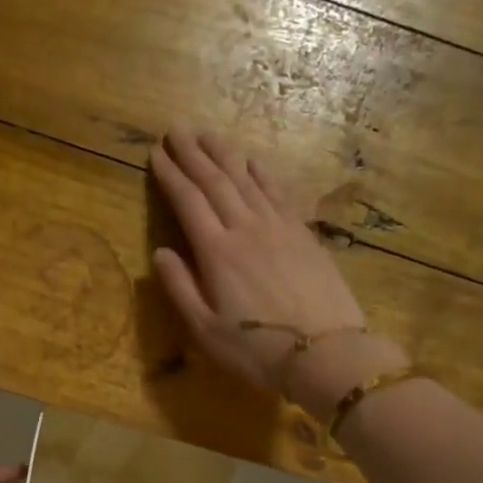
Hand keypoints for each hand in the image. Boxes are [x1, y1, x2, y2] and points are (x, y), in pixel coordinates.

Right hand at [149, 125, 405, 414]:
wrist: (326, 354)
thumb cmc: (258, 350)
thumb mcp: (206, 330)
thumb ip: (180, 289)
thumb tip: (160, 253)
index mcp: (217, 252)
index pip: (188, 202)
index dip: (170, 175)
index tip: (156, 152)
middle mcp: (247, 229)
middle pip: (216, 182)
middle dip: (193, 154)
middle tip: (177, 129)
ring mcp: (279, 228)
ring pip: (247, 180)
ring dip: (225, 154)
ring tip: (208, 134)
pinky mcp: (304, 235)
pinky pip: (279, 193)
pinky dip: (263, 173)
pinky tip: (254, 161)